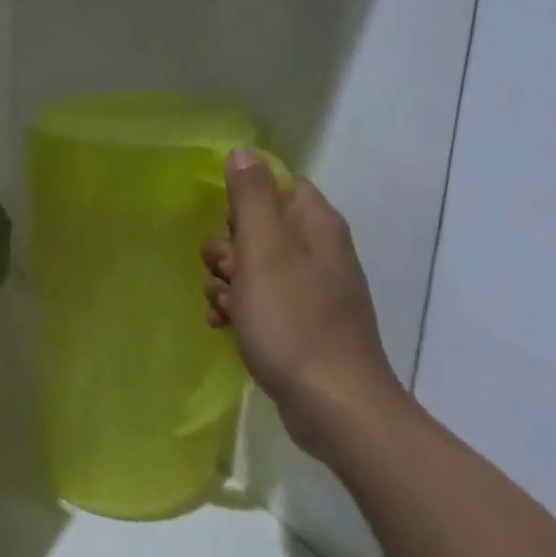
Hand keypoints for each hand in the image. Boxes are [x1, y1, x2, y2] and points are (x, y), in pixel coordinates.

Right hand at [202, 151, 403, 454]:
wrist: (332, 404)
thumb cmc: (292, 321)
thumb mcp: (263, 252)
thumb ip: (251, 199)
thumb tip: (243, 152)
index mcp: (315, 225)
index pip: (276, 185)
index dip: (242, 202)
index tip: (227, 228)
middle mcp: (318, 251)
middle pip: (258, 228)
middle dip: (228, 249)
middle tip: (227, 274)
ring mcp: (312, 289)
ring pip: (253, 267)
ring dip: (227, 283)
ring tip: (225, 308)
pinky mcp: (302, 323)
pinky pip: (261, 301)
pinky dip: (240, 309)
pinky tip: (223, 326)